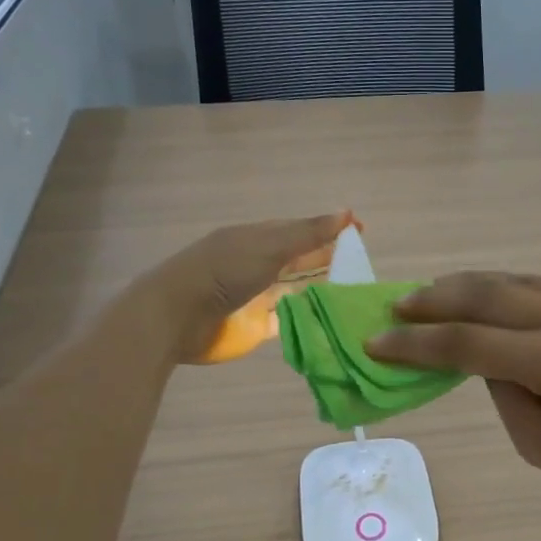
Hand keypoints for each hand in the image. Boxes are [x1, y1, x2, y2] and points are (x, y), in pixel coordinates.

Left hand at [144, 213, 347, 362]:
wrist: (178, 316)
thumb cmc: (224, 272)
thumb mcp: (270, 246)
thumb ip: (308, 234)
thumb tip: (347, 213)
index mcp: (258, 238)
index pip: (300, 230)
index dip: (329, 230)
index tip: (361, 232)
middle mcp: (258, 265)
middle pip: (299, 261)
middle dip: (327, 260)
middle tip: (363, 265)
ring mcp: (256, 297)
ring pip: (295, 290)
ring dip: (320, 291)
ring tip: (355, 293)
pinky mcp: (255, 326)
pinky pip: (287, 320)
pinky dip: (307, 318)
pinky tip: (330, 319)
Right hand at [368, 272, 540, 508]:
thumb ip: (506, 399)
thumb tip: (488, 364)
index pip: (464, 343)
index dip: (414, 344)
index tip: (375, 341)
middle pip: (485, 294)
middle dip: (434, 299)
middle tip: (397, 305)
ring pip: (513, 280)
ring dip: (468, 283)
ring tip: (434, 293)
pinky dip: (505, 287)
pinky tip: (490, 298)